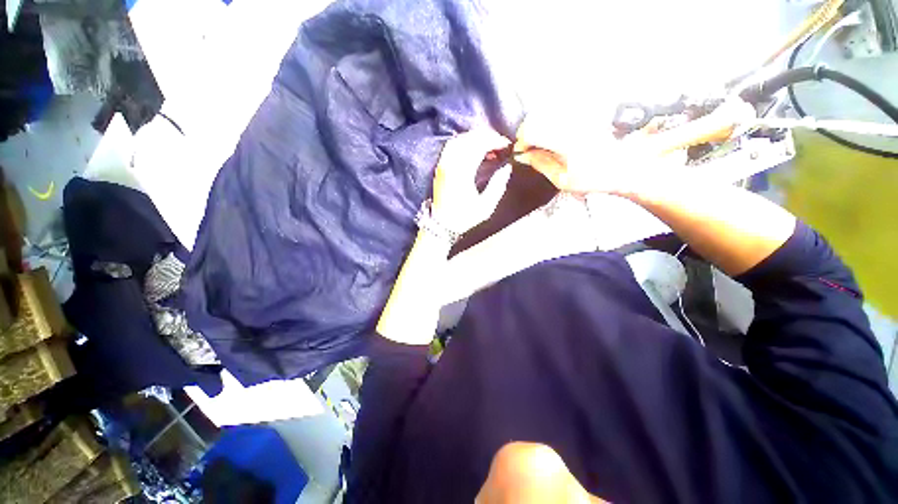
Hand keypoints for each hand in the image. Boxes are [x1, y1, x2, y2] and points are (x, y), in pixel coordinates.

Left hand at [431, 129, 511, 233]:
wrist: (442, 224)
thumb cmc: (464, 217)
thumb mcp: (486, 206)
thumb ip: (498, 185)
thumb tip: (506, 168)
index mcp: (462, 173)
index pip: (479, 146)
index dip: (495, 141)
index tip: (507, 145)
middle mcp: (450, 164)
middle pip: (469, 139)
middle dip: (487, 136)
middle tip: (500, 143)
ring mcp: (443, 164)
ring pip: (459, 139)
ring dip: (475, 137)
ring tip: (488, 144)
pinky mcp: (440, 166)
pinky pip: (451, 146)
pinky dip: (464, 142)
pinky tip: (473, 148)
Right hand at [513, 115, 684, 195]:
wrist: (626, 167)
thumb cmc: (594, 179)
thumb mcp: (562, 180)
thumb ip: (540, 164)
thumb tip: (522, 155)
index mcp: (566, 141)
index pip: (533, 132)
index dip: (521, 141)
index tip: (519, 152)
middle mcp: (573, 122)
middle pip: (538, 116)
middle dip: (527, 131)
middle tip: (526, 147)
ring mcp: (581, 114)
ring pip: (548, 110)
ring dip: (537, 124)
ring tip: (538, 141)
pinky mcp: (587, 112)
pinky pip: (560, 109)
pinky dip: (550, 119)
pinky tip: (551, 132)